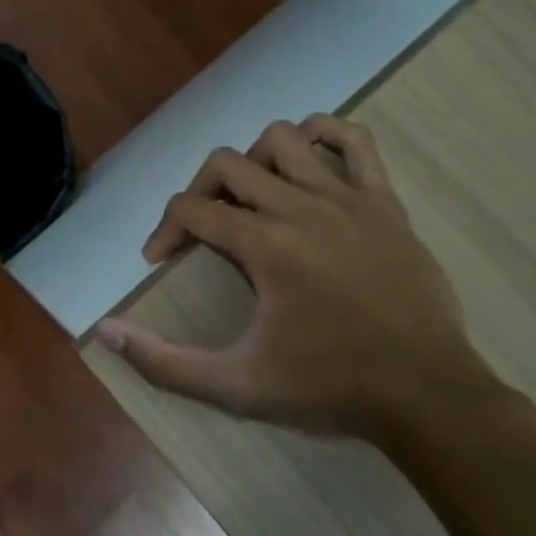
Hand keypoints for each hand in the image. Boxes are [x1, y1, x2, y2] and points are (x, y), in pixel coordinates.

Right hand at [95, 116, 502, 444]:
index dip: (163, 231)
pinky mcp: (385, 202)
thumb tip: (106, 331)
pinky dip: (324, 136)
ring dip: (255, 162)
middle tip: (203, 231)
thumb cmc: (330, 389)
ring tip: (253, 201)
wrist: (430, 398)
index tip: (161, 261)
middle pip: (225, 164)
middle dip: (199, 192)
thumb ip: (164, 362)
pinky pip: (355, 140)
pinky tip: (309, 165)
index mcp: (265, 246)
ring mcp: (348, 199)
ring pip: (282, 138)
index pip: (190, 209)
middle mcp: (301, 208)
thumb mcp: (237, 385)